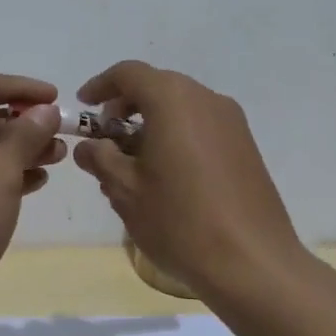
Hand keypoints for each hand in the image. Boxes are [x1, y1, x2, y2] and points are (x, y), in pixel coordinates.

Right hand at [69, 61, 307, 299]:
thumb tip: (88, 147)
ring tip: (133, 165)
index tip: (83, 106)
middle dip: (126, 107)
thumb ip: (100, 159)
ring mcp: (232, 122)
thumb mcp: (125, 190)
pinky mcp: (246, 147)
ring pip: (181, 108)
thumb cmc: (179, 220)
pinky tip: (167, 176)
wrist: (252, 262)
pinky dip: (177, 137)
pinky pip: (202, 127)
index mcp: (173, 99)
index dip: (101, 85)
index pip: (129, 73)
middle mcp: (206, 99)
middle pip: (158, 87)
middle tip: (105, 139)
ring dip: (152, 124)